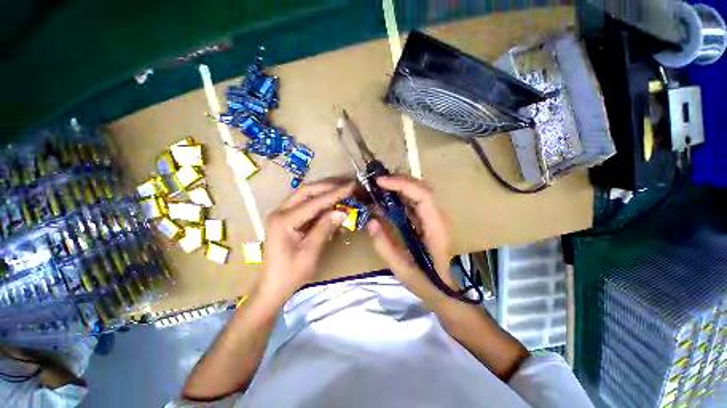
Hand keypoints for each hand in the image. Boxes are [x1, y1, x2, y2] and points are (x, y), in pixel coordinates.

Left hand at [256, 180, 353, 305]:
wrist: (272, 288)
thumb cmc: (290, 274)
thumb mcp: (310, 252)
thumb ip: (324, 228)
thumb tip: (342, 211)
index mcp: (284, 220)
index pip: (314, 202)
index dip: (335, 194)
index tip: (351, 186)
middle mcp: (280, 212)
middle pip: (306, 191)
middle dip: (328, 186)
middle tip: (346, 184)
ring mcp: (282, 215)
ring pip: (305, 196)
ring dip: (324, 192)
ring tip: (342, 190)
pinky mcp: (287, 220)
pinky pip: (305, 206)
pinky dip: (320, 204)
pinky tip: (332, 205)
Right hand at [366, 175, 456, 304]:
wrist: (446, 292)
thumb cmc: (427, 283)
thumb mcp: (402, 270)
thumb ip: (385, 246)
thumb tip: (371, 222)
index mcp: (436, 229)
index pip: (423, 196)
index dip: (402, 184)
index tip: (380, 182)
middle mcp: (438, 218)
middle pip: (423, 188)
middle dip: (400, 180)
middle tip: (377, 182)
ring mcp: (434, 218)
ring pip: (420, 191)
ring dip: (400, 185)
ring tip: (380, 187)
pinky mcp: (428, 221)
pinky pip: (415, 201)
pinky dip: (401, 195)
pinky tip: (387, 199)